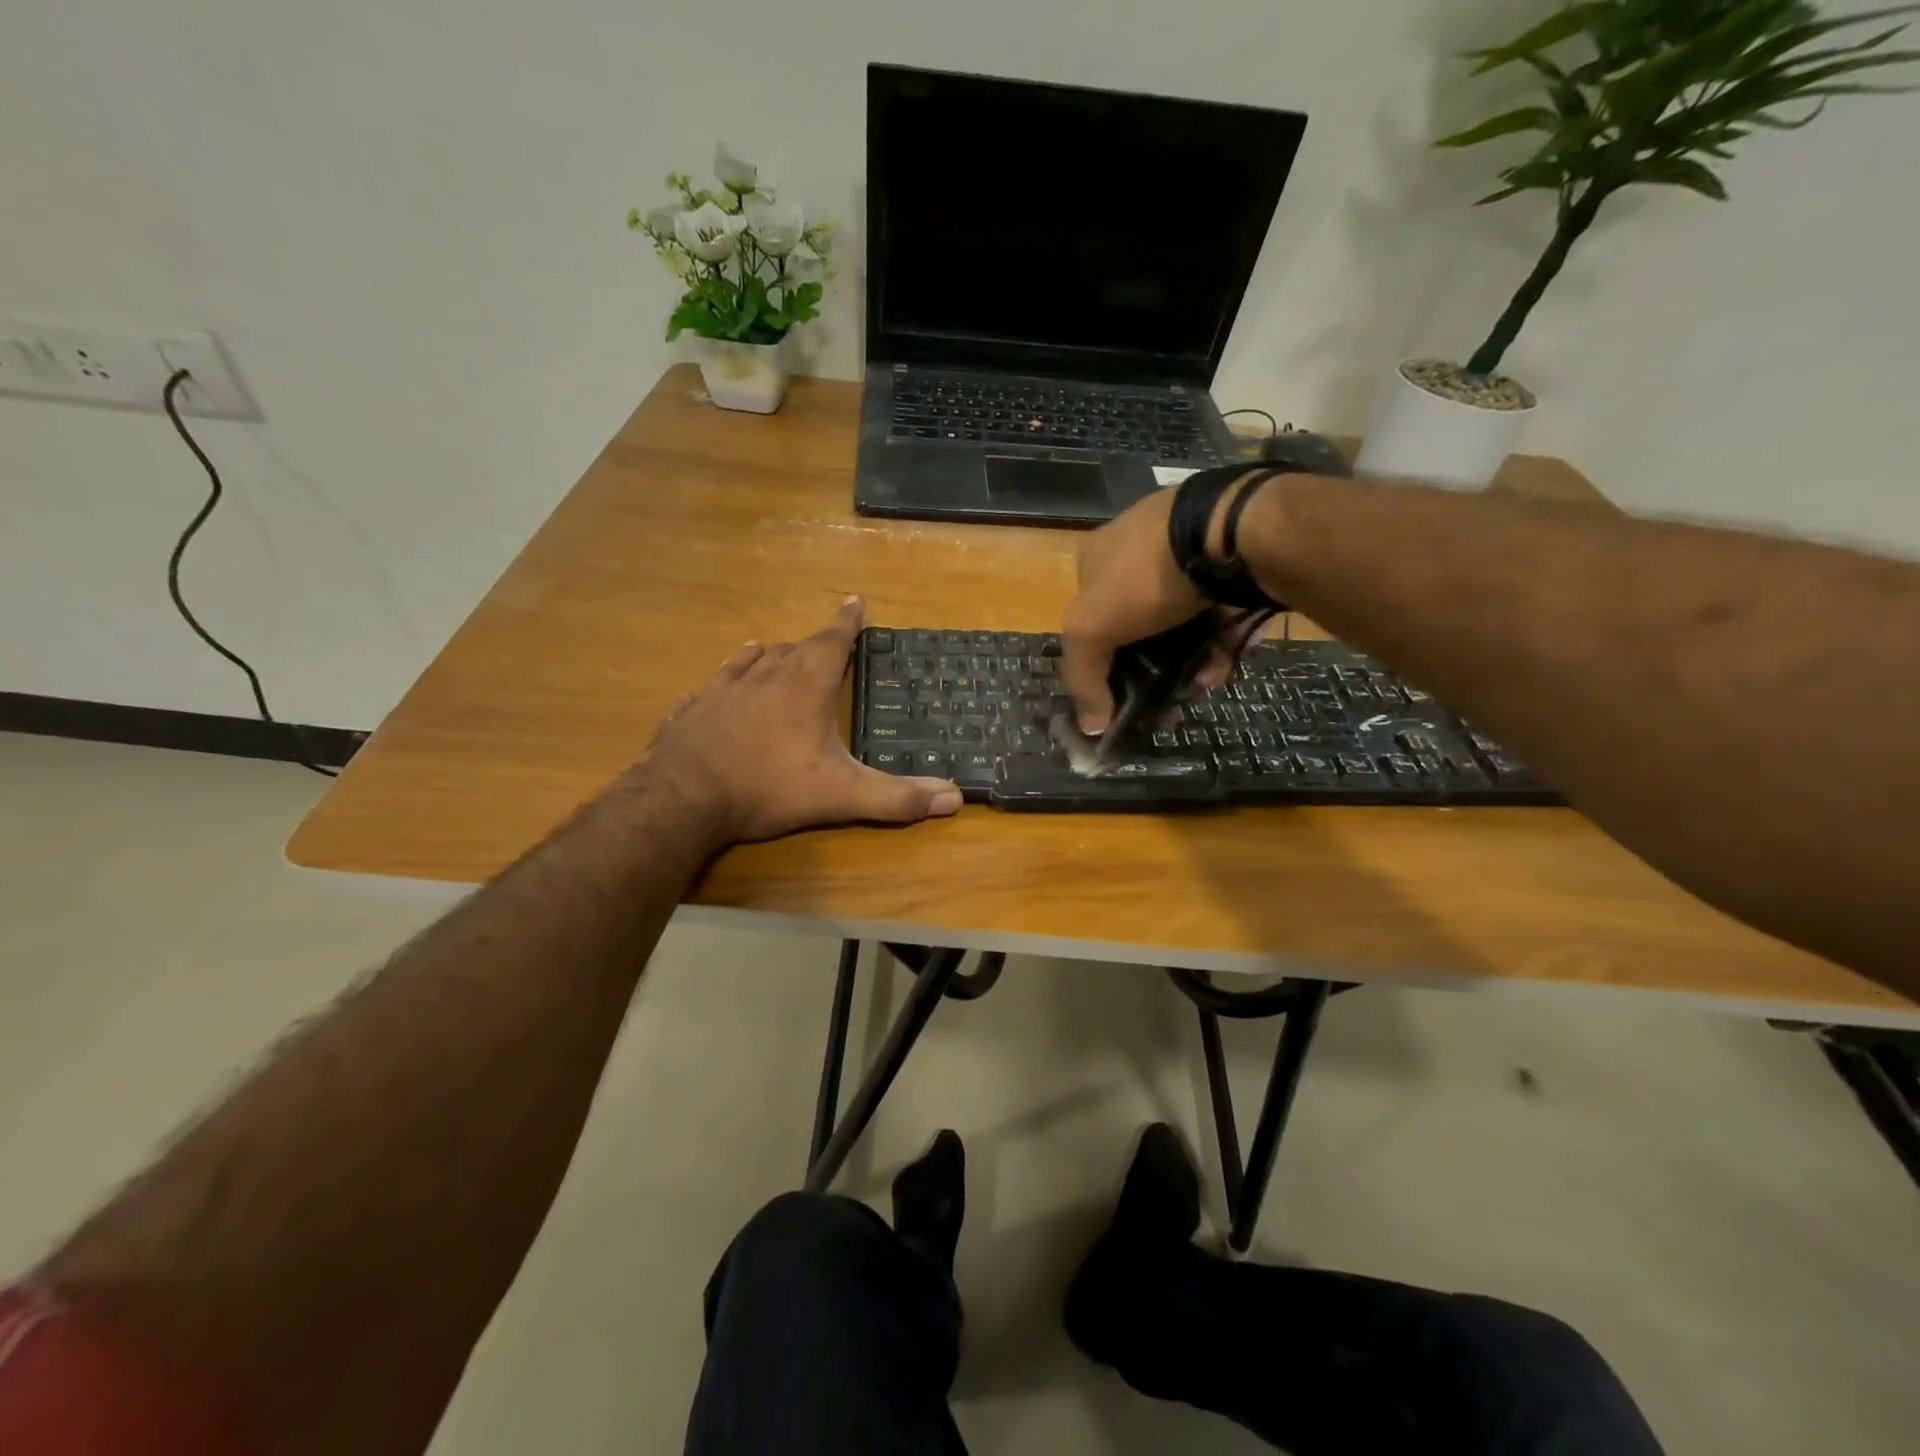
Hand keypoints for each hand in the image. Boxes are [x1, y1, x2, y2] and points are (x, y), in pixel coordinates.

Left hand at [643, 598, 960, 845]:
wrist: (683, 798)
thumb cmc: (768, 787)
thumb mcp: (841, 795)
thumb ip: (895, 798)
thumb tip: (954, 798)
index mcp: (804, 687)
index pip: (832, 642)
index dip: (847, 622)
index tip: (855, 599)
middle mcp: (763, 677)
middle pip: (794, 649)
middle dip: (813, 644)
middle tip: (825, 643)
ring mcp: (722, 692)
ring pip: (749, 661)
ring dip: (766, 655)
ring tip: (769, 648)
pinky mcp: (691, 712)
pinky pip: (708, 689)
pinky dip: (720, 683)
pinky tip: (711, 688)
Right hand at [1060, 491, 1211, 733]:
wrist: (1224, 532)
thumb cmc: (1143, 577)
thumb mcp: (1091, 629)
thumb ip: (1083, 677)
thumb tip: (1090, 727)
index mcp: (1094, 560)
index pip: (1087, 620)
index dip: (1099, 664)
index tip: (1120, 699)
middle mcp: (1135, 553)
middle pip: (1136, 629)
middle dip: (1150, 670)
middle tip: (1168, 702)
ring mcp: (1184, 555)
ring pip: (1180, 626)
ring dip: (1188, 663)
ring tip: (1202, 687)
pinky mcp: (1226, 563)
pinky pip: (1217, 614)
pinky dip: (1218, 644)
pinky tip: (1224, 666)